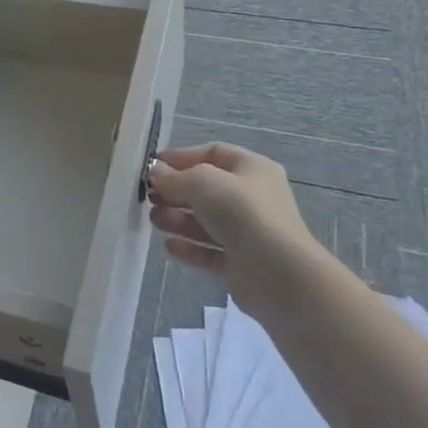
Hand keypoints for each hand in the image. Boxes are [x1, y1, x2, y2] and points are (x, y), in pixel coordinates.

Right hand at [147, 142, 319, 294]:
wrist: (278, 273)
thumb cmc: (242, 212)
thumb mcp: (202, 182)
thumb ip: (174, 177)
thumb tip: (156, 173)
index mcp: (252, 169)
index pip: (213, 153)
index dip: (182, 157)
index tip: (154, 165)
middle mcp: (253, 198)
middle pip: (207, 189)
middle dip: (176, 192)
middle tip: (149, 197)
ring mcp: (249, 232)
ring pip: (206, 221)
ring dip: (178, 219)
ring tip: (155, 220)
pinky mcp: (242, 263)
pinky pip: (211, 250)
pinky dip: (190, 247)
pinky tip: (170, 246)